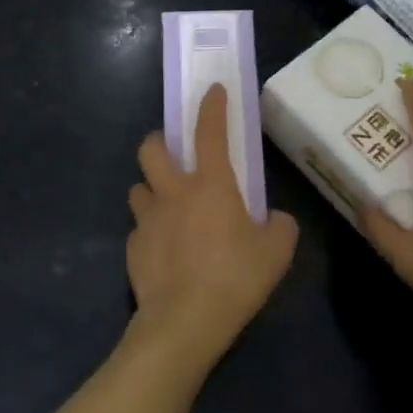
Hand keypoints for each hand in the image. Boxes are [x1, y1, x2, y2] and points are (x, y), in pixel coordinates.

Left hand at [126, 84, 298, 374]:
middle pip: (151, 148)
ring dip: (152, 189)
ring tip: (168, 207)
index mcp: (210, 184)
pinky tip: (164, 250)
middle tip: (175, 156)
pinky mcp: (132, 247)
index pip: (209, 130)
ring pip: (138, 187)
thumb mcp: (276, 252)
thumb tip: (274, 220)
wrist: (183, 322)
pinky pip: (138, 228)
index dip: (212, 105)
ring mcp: (146, 219)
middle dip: (160, 142)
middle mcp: (172, 192)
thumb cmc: (235, 279)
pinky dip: (150, 231)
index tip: (212, 90)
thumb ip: (280, 226)